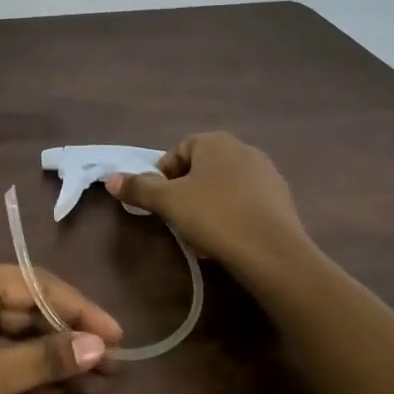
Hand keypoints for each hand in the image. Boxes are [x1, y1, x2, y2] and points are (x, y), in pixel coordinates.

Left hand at [0, 262, 123, 393]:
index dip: (82, 312)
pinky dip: (20, 374)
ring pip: (14, 335)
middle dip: (69, 341)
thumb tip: (102, 346)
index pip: (38, 285)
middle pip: (28, 309)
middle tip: (112, 373)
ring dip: (49, 361)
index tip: (120, 340)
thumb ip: (44, 359)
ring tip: (92, 390)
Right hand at [107, 132, 307, 276]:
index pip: (178, 152)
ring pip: (224, 185)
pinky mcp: (281, 199)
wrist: (273, 252)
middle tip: (178, 218)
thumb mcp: (168, 202)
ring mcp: (266, 173)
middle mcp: (243, 148)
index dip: (163, 177)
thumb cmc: (214, 217)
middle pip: (201, 167)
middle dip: (186, 191)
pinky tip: (228, 238)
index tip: (161, 204)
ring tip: (202, 232)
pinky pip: (246, 201)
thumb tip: (111, 179)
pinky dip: (232, 214)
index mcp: (215, 141)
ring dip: (209, 203)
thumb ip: (139, 188)